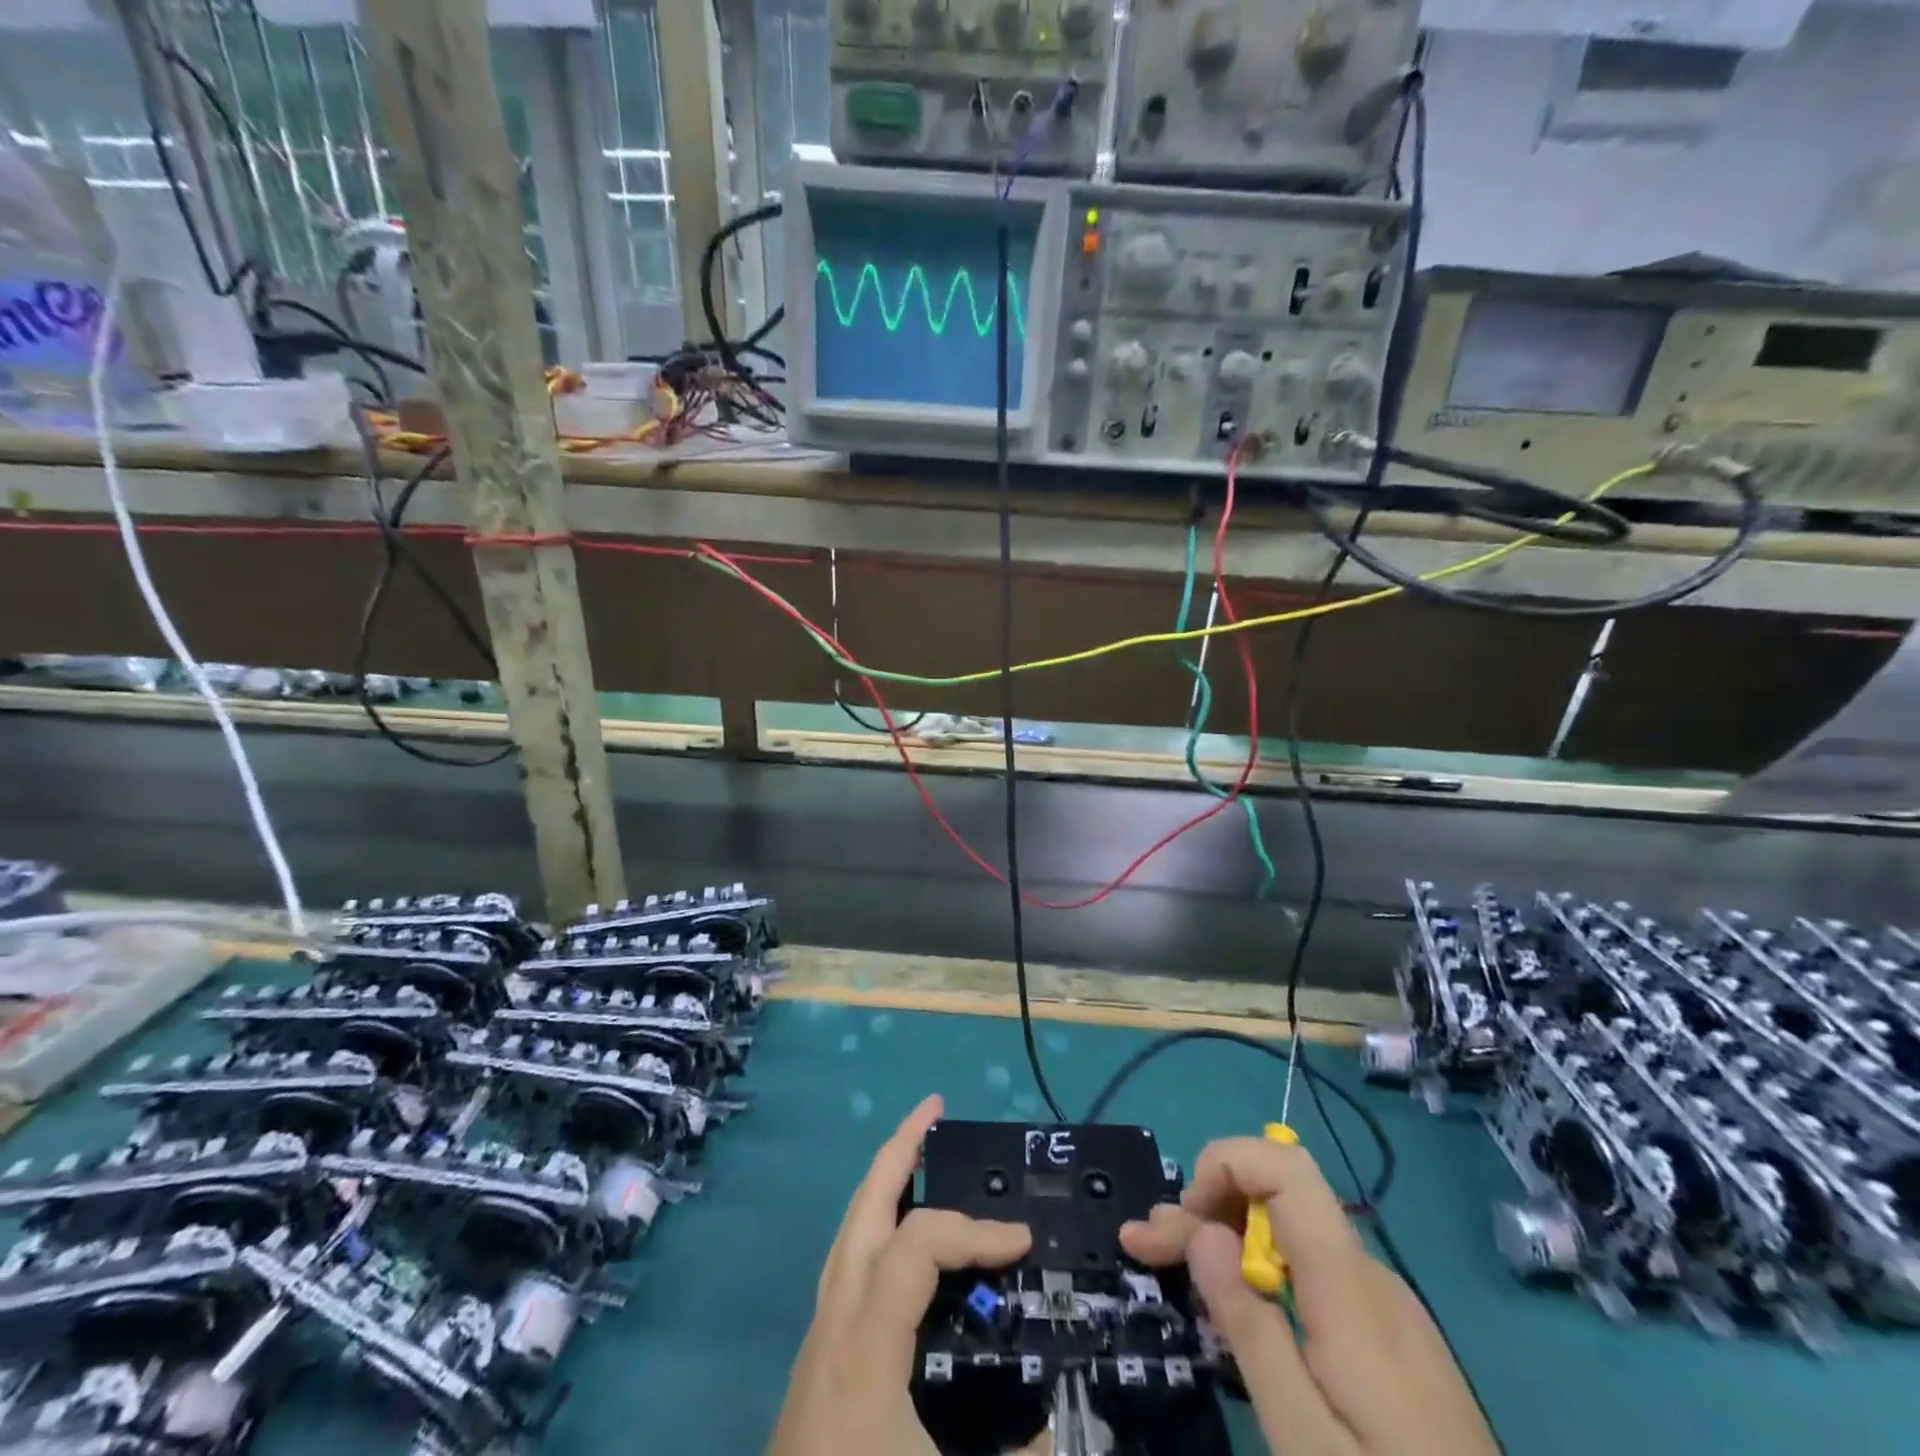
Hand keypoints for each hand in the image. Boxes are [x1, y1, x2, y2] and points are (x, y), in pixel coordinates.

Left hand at [768, 1095, 1031, 1455]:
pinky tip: (899, 1248)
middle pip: (862, 1208)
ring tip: (918, 1155)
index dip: (976, 1230)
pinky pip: (846, 1268)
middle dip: (899, 1150)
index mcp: (864, 1342)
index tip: (1024, 1243)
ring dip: (883, 1186)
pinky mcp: (814, 1366)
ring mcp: (815, 1341)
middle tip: (934, 1109)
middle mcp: (832, 1322)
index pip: (920, 1243)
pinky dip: (876, 1233)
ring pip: (847, 1234)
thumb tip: (1064, 1431)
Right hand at [1121, 1136, 1497, 1455]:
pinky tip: (1236, 1305)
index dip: (1227, 1164)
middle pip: (1279, 1198)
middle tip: (1143, 1245)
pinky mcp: (1391, 1338)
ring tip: (1174, 1265)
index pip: (1287, 1168)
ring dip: (1227, 1237)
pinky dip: (1262, 1271)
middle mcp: (1370, 1277)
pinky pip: (1314, 1272)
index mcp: (1350, 1289)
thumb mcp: (1304, 1440)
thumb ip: (1250, 1327)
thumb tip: (1203, 1228)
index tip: (1185, 1220)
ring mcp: (1386, 1307)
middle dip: (1205, 1206)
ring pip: (1292, 1235)